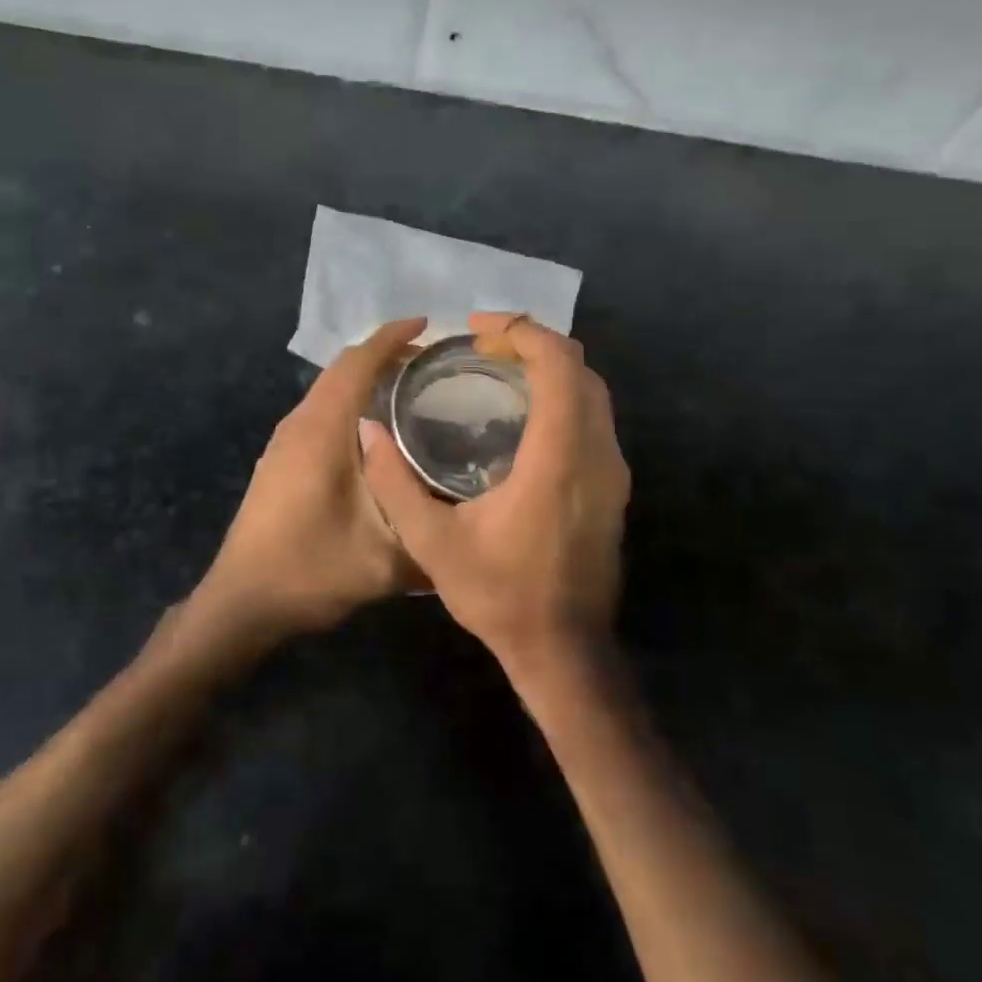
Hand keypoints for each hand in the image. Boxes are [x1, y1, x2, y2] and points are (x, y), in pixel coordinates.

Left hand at [190, 317, 429, 642]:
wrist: (242, 602)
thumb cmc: (310, 570)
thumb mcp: (386, 559)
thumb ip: (432, 534)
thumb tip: (473, 519)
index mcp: (322, 431)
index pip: (357, 364)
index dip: (391, 338)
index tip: (428, 325)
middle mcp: (299, 425)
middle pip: (341, 370)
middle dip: (384, 355)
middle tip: (431, 361)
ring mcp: (283, 443)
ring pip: (329, 392)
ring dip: (365, 380)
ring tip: (410, 389)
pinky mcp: (280, 462)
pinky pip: (320, 414)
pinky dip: (350, 404)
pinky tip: (376, 433)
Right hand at [361, 312, 630, 680]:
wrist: (563, 649)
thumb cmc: (499, 595)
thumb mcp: (431, 542)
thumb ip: (394, 482)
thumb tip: (366, 428)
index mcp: (557, 457)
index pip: (557, 364)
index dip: (521, 331)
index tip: (477, 332)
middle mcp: (597, 452)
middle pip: (580, 367)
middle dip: (533, 343)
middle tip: (483, 349)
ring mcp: (613, 470)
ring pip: (593, 391)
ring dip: (550, 369)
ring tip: (499, 373)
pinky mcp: (614, 487)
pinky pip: (595, 418)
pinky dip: (563, 397)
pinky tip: (524, 416)